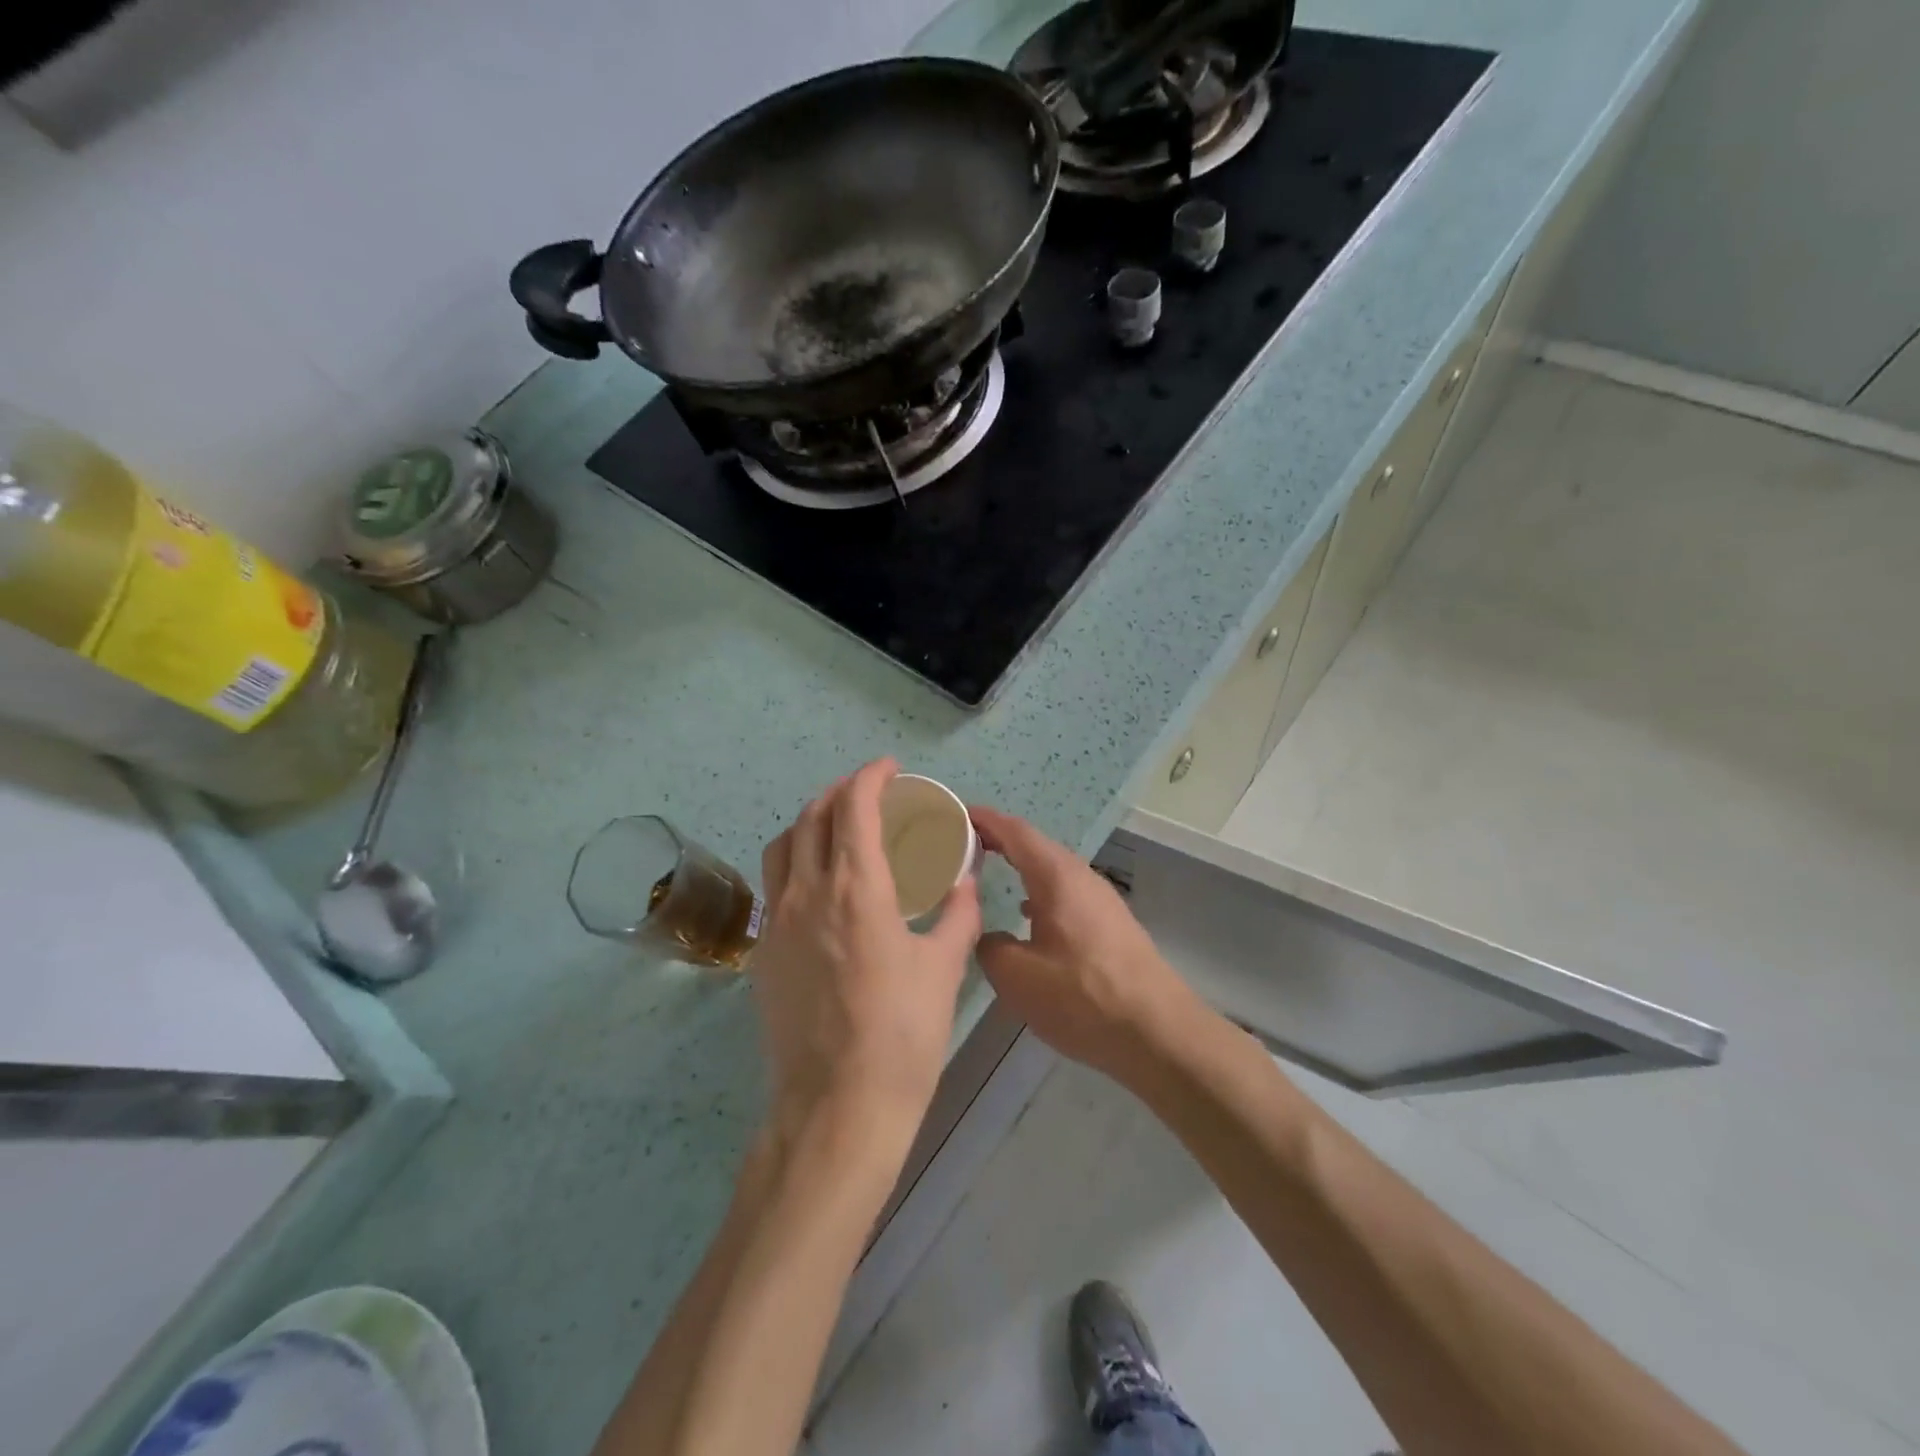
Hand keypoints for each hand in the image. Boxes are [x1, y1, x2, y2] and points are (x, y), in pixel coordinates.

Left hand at [752, 759, 981, 1149]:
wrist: (838, 1107)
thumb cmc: (902, 1035)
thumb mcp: (943, 968)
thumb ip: (957, 914)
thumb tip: (965, 881)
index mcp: (856, 889)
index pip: (854, 807)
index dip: (870, 777)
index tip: (890, 769)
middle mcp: (808, 893)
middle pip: (813, 816)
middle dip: (841, 791)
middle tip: (870, 791)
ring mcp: (778, 922)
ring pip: (784, 846)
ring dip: (811, 821)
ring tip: (839, 826)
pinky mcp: (764, 953)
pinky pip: (776, 884)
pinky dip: (797, 861)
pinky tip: (822, 884)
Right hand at [971, 807, 1205, 1086]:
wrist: (1158, 1033)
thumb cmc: (1083, 997)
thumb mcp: (1018, 977)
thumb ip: (990, 946)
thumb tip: (987, 936)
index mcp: (1057, 877)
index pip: (1015, 832)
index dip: (984, 820)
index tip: (955, 814)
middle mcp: (1081, 877)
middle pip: (1035, 846)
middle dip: (999, 841)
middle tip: (962, 845)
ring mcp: (1101, 900)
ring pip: (1052, 871)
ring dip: (1021, 867)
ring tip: (989, 874)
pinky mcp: (1111, 924)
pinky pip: (1066, 893)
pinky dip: (1039, 891)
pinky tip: (1027, 916)